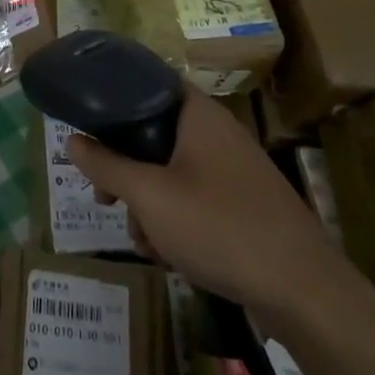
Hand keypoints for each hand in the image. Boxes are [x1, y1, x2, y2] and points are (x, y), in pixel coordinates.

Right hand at [68, 92, 334, 319]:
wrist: (302, 290)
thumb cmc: (219, 226)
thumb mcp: (150, 196)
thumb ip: (107, 167)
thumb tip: (72, 140)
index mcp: (198, 114)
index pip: (148, 84)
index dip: (114, 100)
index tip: (87, 127)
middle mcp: (217, 133)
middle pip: (154, 135)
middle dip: (125, 171)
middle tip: (105, 199)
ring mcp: (233, 170)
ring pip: (171, 173)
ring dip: (148, 204)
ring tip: (144, 241)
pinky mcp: (244, 204)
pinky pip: (195, 198)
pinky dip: (175, 220)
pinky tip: (169, 256)